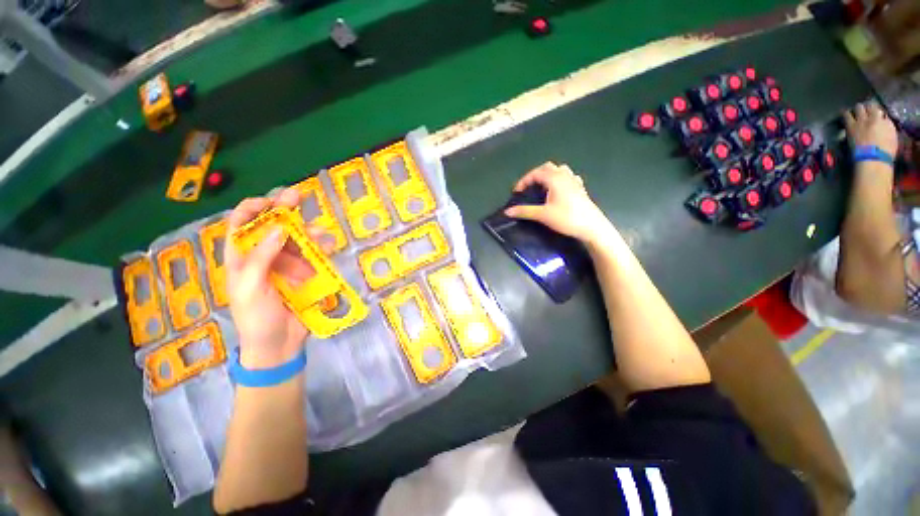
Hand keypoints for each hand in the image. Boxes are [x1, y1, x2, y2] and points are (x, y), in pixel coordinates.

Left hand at [225, 187, 326, 368]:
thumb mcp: (250, 287)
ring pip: (296, 240)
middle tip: (299, 195)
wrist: (279, 344)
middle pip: (272, 227)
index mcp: (241, 259)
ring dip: (307, 232)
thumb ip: (261, 257)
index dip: (252, 209)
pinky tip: (327, 247)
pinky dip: (320, 249)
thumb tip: (279, 228)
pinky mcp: (305, 274)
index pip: (241, 226)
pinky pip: (313, 256)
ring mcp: (286, 265)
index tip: (269, 199)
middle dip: (284, 210)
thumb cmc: (256, 317)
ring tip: (321, 233)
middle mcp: (264, 257)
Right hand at [504, 162, 614, 245]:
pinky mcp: (580, 189)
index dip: (523, 181)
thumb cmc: (567, 218)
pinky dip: (560, 179)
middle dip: (534, 175)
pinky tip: (558, 189)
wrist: (592, 227)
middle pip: (547, 167)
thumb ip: (525, 211)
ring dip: (548, 175)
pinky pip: (568, 177)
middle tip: (527, 188)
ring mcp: (574, 181)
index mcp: (555, 179)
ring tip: (541, 187)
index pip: (535, 173)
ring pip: (559, 170)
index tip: (516, 192)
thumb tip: (507, 211)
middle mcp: (565, 176)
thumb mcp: (543, 215)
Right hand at [844, 102, 898, 157]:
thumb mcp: (850, 143)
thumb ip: (852, 132)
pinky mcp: (888, 124)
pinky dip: (884, 119)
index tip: (848, 115)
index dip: (847, 113)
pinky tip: (884, 123)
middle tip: (861, 112)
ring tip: (873, 114)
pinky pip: (886, 117)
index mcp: (852, 125)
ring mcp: (877, 120)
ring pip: (873, 107)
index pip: (846, 114)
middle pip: (860, 106)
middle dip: (860, 109)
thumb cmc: (859, 155)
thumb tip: (854, 128)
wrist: (874, 159)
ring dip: (872, 109)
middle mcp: (863, 119)